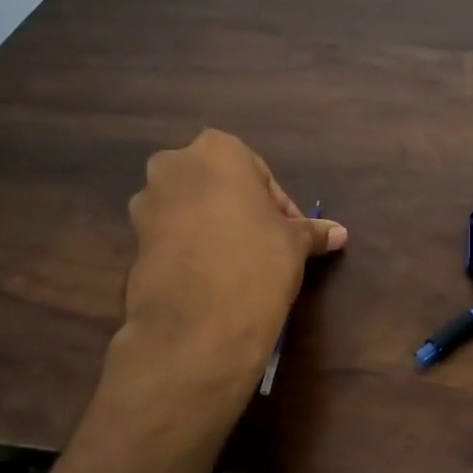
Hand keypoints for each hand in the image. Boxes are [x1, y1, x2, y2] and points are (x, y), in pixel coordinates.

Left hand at [118, 129, 345, 388]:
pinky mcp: (133, 240)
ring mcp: (147, 202)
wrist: (198, 322)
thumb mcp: (294, 244)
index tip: (292, 235)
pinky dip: (192, 248)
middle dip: (242, 211)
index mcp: (218, 150)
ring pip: (192, 209)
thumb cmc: (257, 261)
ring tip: (239, 264)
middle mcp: (174, 165)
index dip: (280, 207)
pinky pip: (172, 235)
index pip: (260, 174)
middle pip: (219, 186)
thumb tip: (340, 233)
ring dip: (214, 228)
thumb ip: (312, 231)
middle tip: (267, 245)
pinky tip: (213, 278)